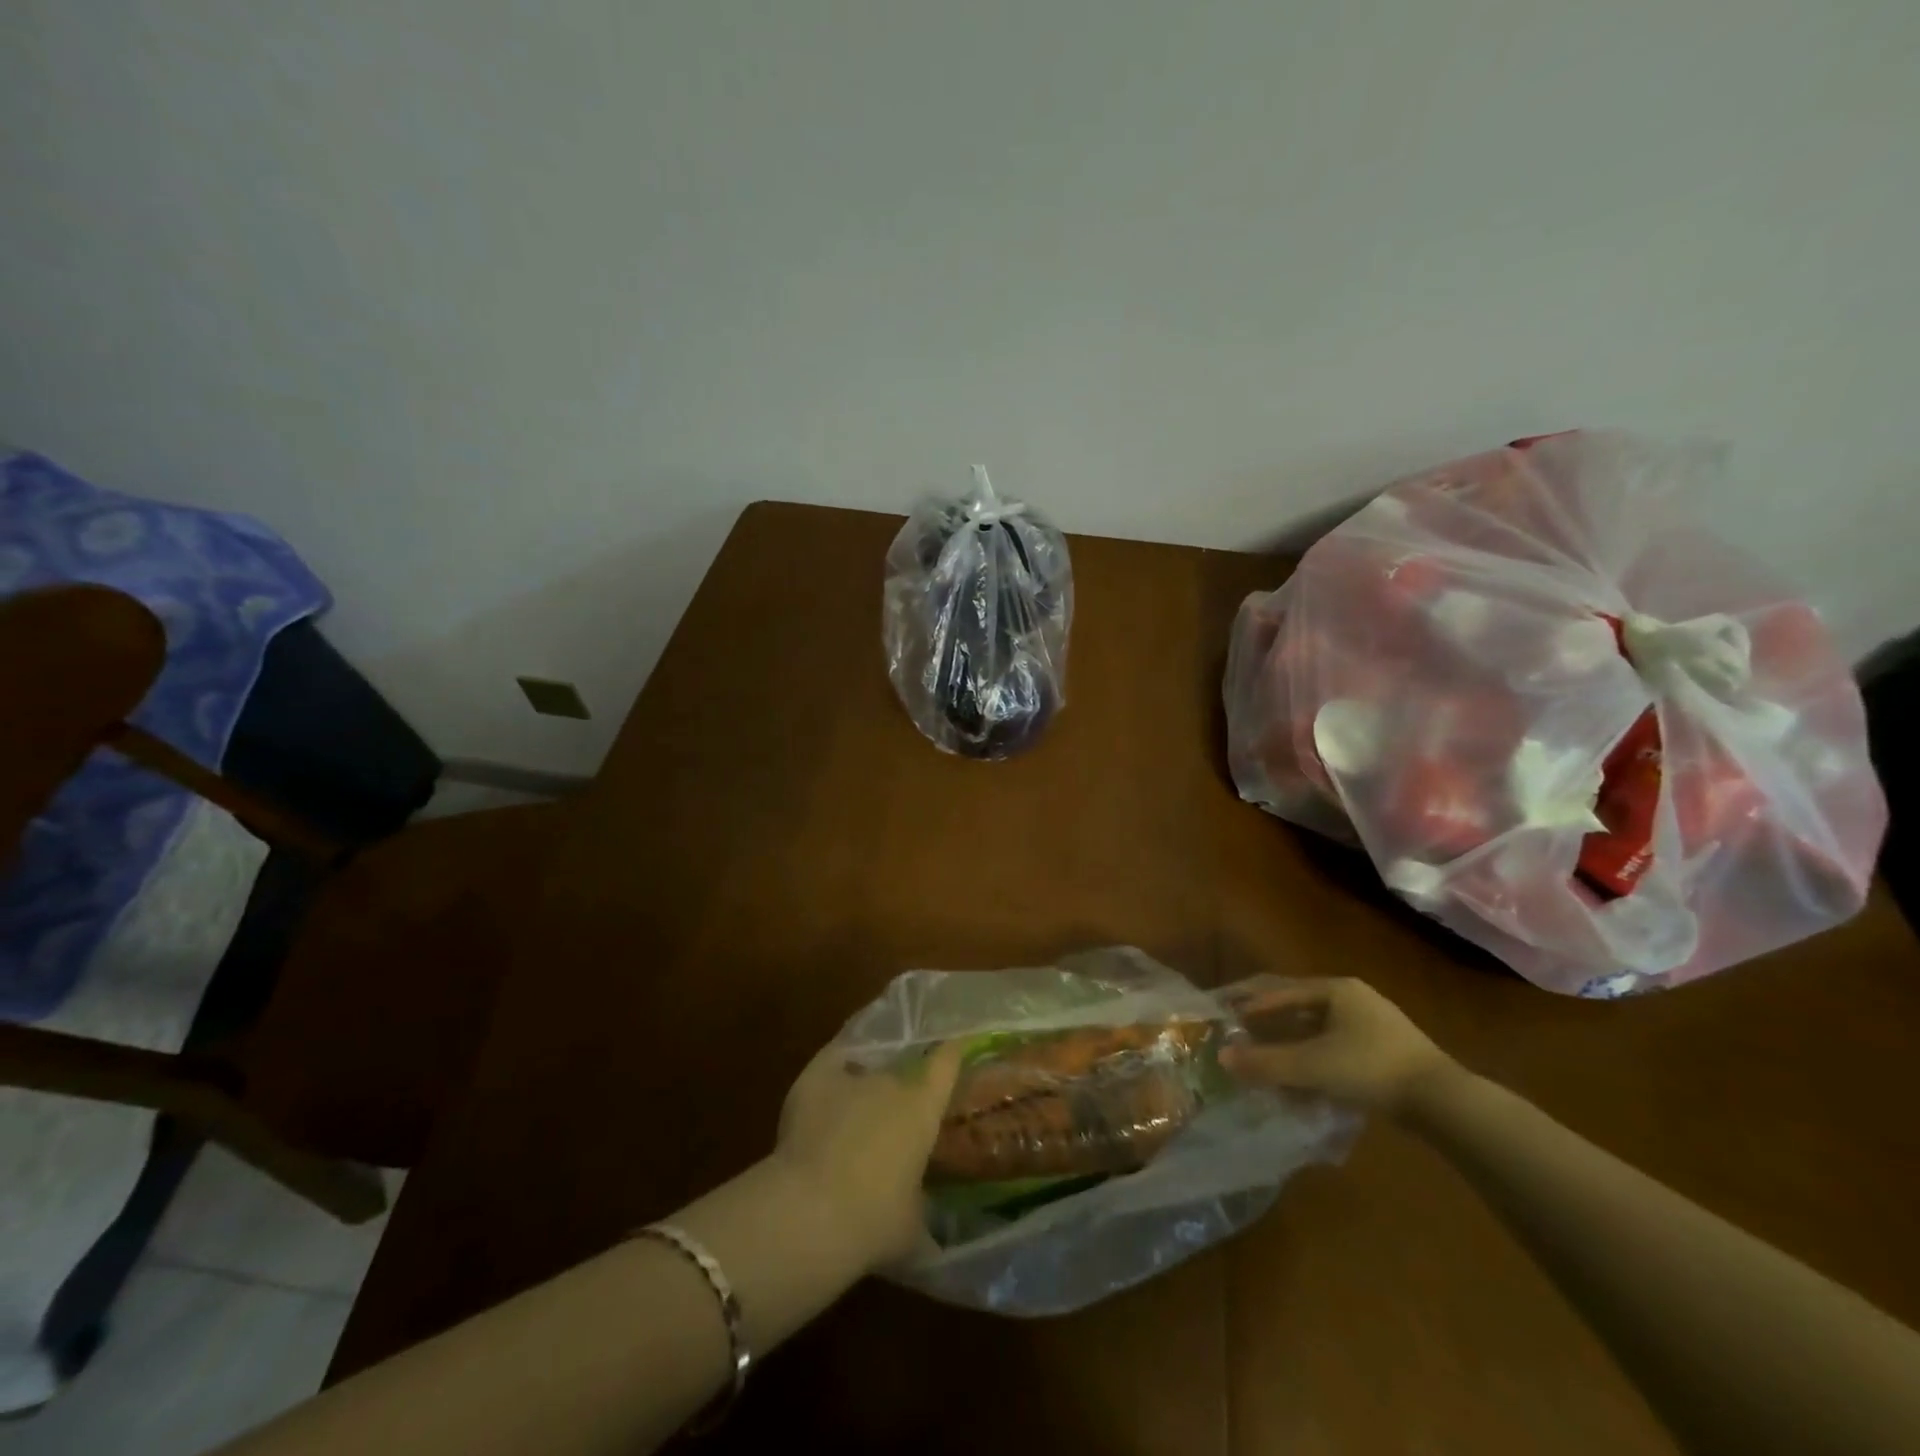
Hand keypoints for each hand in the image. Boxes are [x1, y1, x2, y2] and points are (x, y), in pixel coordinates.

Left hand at [773, 1039, 964, 1270]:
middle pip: (901, 1073)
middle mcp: (891, 1081)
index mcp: (922, 1107)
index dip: (952, 1052)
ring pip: (864, 1071)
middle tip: (893, 1120)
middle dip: (899, 1093)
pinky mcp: (814, 1078)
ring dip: (864, 1090)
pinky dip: (834, 1072)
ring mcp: (851, 1076)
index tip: (958, 1047)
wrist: (810, 1212)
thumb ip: (921, 1209)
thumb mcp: (911, 1227)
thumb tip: (928, 1227)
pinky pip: (831, 1062)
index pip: (947, 1060)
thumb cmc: (873, 1222)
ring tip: (856, 1115)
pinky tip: (828, 1089)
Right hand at [1219, 977, 1455, 1115]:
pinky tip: (1302, 1079)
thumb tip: (1222, 1057)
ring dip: (1289, 1042)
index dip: (1248, 1001)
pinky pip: (1335, 1047)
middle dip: (1267, 1020)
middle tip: (1239, 1031)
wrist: (1443, 1102)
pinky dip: (1312, 1058)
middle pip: (1297, 1005)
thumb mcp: (1312, 1066)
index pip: (1279, 989)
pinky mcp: (1385, 1051)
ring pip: (1316, 1028)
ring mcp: (1372, 1024)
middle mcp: (1352, 998)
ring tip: (1265, 1058)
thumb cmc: (1371, 1068)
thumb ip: (1265, 1062)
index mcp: (1335, 989)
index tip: (1224, 1013)